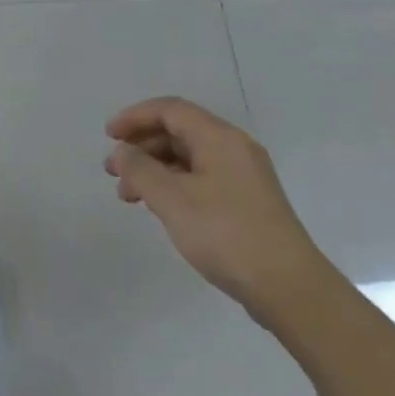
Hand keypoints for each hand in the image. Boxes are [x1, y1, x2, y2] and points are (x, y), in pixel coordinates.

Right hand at [105, 97, 322, 309]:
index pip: (171, 110)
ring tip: (128, 196)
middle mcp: (234, 148)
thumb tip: (122, 152)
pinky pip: (201, 178)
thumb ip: (140, 170)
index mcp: (219, 138)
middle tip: (112, 172)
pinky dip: (173, 184)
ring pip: (189, 158)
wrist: (287, 285)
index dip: (135, 117)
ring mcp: (243, 175)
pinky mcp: (245, 201)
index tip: (107, 136)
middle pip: (180, 131)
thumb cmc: (225, 234)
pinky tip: (159, 207)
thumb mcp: (172, 200)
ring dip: (154, 169)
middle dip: (141, 146)